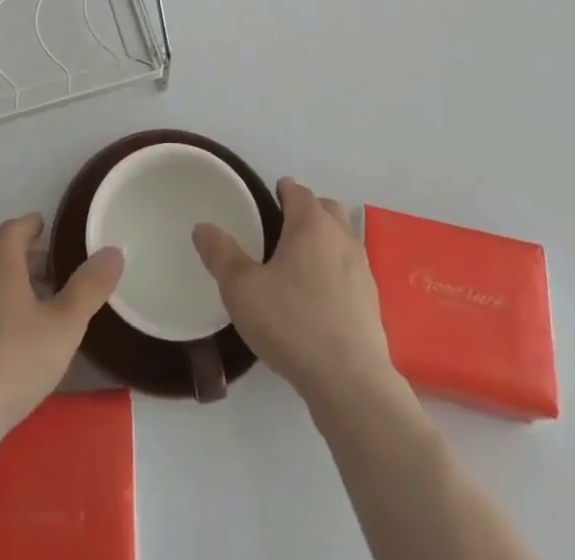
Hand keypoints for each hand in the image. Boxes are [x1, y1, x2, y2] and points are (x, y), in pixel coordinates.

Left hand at [0, 214, 122, 452]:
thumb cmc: (10, 362)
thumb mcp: (63, 327)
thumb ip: (89, 288)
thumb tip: (114, 250)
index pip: (15, 228)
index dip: (33, 226)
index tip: (47, 230)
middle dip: (25, 263)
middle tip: (52, 278)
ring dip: (6, 292)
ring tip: (31, 316)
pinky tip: (0, 350)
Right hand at [192, 178, 395, 407]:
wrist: (351, 384)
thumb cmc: (292, 324)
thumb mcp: (242, 290)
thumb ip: (220, 254)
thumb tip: (202, 227)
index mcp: (311, 223)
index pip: (297, 190)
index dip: (280, 191)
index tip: (264, 204)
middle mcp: (341, 237)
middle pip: (325, 208)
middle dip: (306, 210)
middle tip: (280, 230)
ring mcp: (362, 269)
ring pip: (342, 238)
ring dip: (324, 240)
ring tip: (298, 265)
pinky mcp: (372, 302)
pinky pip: (351, 271)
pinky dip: (336, 272)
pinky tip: (319, 299)